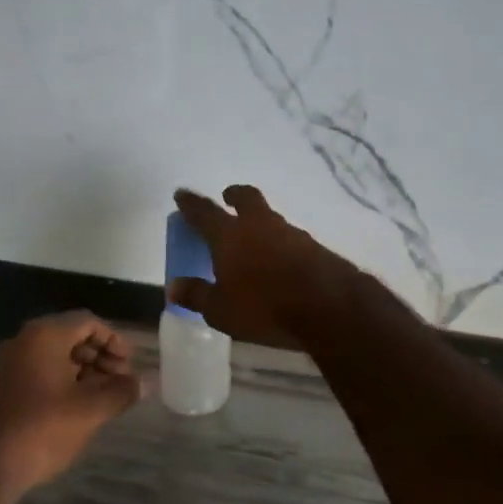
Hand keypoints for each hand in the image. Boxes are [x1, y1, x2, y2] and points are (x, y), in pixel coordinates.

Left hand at [0, 312, 142, 501]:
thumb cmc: (43, 428)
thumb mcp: (92, 409)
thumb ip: (122, 391)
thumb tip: (146, 382)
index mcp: (45, 336)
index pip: (89, 322)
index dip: (115, 341)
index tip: (129, 366)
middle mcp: (24, 341)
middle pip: (72, 336)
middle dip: (101, 356)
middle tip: (121, 382)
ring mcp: (10, 364)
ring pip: (57, 356)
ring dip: (85, 371)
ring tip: (104, 397)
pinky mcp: (4, 387)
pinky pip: (41, 372)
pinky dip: (65, 381)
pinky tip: (79, 407)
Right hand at [171, 185, 357, 348]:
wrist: (329, 306)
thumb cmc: (264, 308)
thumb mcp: (221, 310)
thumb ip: (197, 295)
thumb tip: (174, 286)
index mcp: (230, 236)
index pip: (204, 213)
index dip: (191, 203)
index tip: (182, 194)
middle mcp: (260, 226)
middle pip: (246, 199)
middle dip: (234, 196)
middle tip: (228, 197)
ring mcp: (291, 233)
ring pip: (270, 217)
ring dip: (259, 221)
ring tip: (254, 239)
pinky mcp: (315, 247)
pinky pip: (289, 238)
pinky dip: (279, 243)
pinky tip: (280, 260)